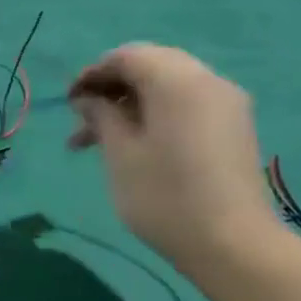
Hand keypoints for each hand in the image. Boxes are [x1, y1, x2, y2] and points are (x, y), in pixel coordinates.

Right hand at [68, 43, 278, 274]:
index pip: (128, 56)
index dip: (93, 73)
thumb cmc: (164, 196)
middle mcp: (208, 82)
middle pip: (151, 66)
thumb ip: (102, 116)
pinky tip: (133, 146)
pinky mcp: (231, 128)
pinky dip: (154, 114)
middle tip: (82, 120)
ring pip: (167, 87)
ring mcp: (225, 105)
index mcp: (178, 82)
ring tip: (97, 141)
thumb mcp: (120, 154)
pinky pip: (185, 105)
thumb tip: (88, 98)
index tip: (68, 102)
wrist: (232, 244)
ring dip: (129, 105)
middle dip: (111, 88)